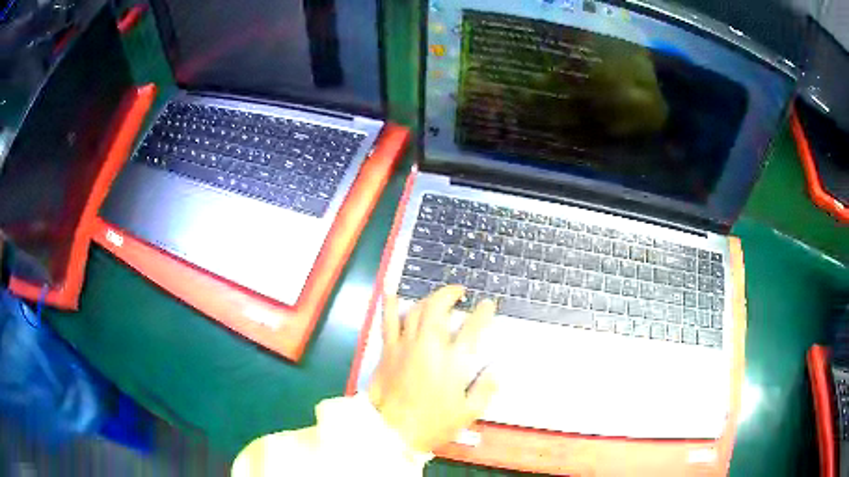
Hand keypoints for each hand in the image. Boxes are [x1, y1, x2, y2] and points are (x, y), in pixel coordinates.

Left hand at [368, 285, 497, 453]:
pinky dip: (390, 304)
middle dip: (451, 294)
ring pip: (417, 310)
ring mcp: (406, 345)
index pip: (472, 328)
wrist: (393, 430)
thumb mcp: (468, 412)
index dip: (483, 312)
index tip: (488, 304)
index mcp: (453, 361)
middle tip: (459, 293)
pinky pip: (389, 322)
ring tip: (437, 296)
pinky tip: (391, 291)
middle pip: (439, 308)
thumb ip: (485, 389)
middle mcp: (430, 346)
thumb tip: (495, 371)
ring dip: (429, 298)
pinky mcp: (388, 350)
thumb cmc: (433, 423)